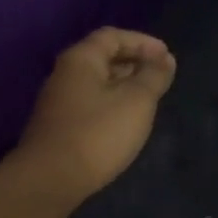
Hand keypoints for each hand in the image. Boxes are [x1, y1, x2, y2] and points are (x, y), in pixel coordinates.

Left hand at [10, 27, 176, 217]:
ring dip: (123, 87)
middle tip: (160, 78)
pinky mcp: (59, 128)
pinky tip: (125, 123)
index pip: (112, 36)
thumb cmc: (98, 134)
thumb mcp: (136, 101)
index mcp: (81, 59)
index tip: (167, 57)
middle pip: (102, 58)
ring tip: (149, 101)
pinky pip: (90, 105)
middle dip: (134, 64)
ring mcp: (58, 103)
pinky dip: (111, 106)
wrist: (51, 180)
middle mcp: (65, 74)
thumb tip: (165, 59)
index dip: (142, 42)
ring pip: (96, 84)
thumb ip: (153, 76)